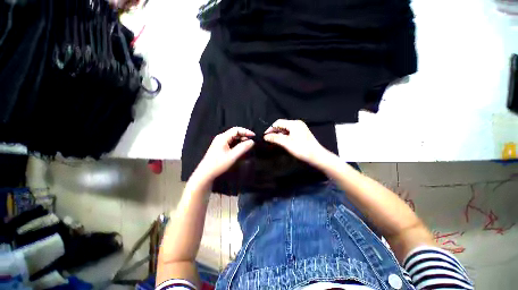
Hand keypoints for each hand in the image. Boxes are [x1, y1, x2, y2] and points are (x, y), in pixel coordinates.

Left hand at [193, 127, 254, 184]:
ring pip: (233, 137)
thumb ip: (243, 148)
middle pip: (234, 133)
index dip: (246, 131)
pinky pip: (230, 142)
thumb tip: (252, 141)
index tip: (253, 136)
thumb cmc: (218, 164)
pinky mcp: (220, 147)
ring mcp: (219, 142)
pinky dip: (237, 143)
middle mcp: (221, 137)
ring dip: (241, 140)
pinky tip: (241, 148)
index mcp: (223, 137)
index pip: (236, 129)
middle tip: (251, 141)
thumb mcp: (232, 156)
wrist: (206, 173)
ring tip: (247, 145)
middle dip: (244, 135)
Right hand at [264, 119, 327, 165]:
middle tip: (267, 138)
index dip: (270, 128)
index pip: (278, 122)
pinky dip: (284, 136)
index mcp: (294, 123)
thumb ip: (275, 138)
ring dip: (278, 134)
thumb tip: (265, 136)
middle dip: (274, 131)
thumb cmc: (301, 149)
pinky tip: (280, 141)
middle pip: (282, 125)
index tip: (264, 135)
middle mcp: (297, 124)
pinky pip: (289, 133)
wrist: (316, 156)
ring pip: (285, 129)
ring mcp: (300, 129)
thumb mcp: (286, 143)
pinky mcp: (301, 134)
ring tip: (272, 140)